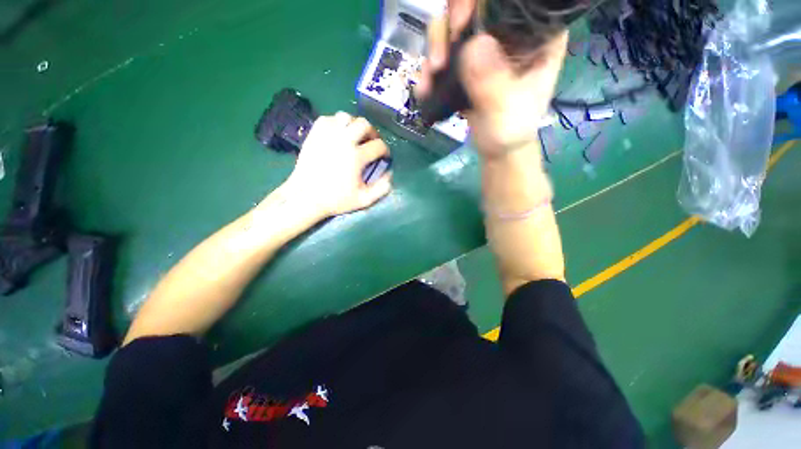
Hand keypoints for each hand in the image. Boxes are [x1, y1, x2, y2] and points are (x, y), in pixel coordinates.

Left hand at [284, 112, 391, 218]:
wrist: (306, 197)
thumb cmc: (336, 199)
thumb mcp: (363, 200)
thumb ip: (381, 189)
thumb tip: (390, 174)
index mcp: (356, 157)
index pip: (378, 145)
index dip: (385, 150)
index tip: (384, 156)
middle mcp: (343, 141)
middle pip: (364, 124)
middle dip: (372, 132)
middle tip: (371, 142)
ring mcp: (327, 135)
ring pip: (346, 117)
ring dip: (355, 125)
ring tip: (355, 137)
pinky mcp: (315, 134)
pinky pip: (329, 119)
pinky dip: (337, 123)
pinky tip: (338, 134)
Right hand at [416, 0, 567, 159]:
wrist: (498, 149)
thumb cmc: (511, 131)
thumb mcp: (507, 110)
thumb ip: (493, 82)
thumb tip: (474, 45)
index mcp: (535, 35)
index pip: (510, 2)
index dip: (480, 3)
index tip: (460, 24)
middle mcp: (509, 34)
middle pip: (474, 8)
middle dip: (449, 27)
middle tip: (438, 60)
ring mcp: (486, 49)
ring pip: (454, 29)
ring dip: (435, 49)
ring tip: (430, 79)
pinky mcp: (467, 65)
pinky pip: (445, 54)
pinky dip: (431, 69)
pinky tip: (426, 88)